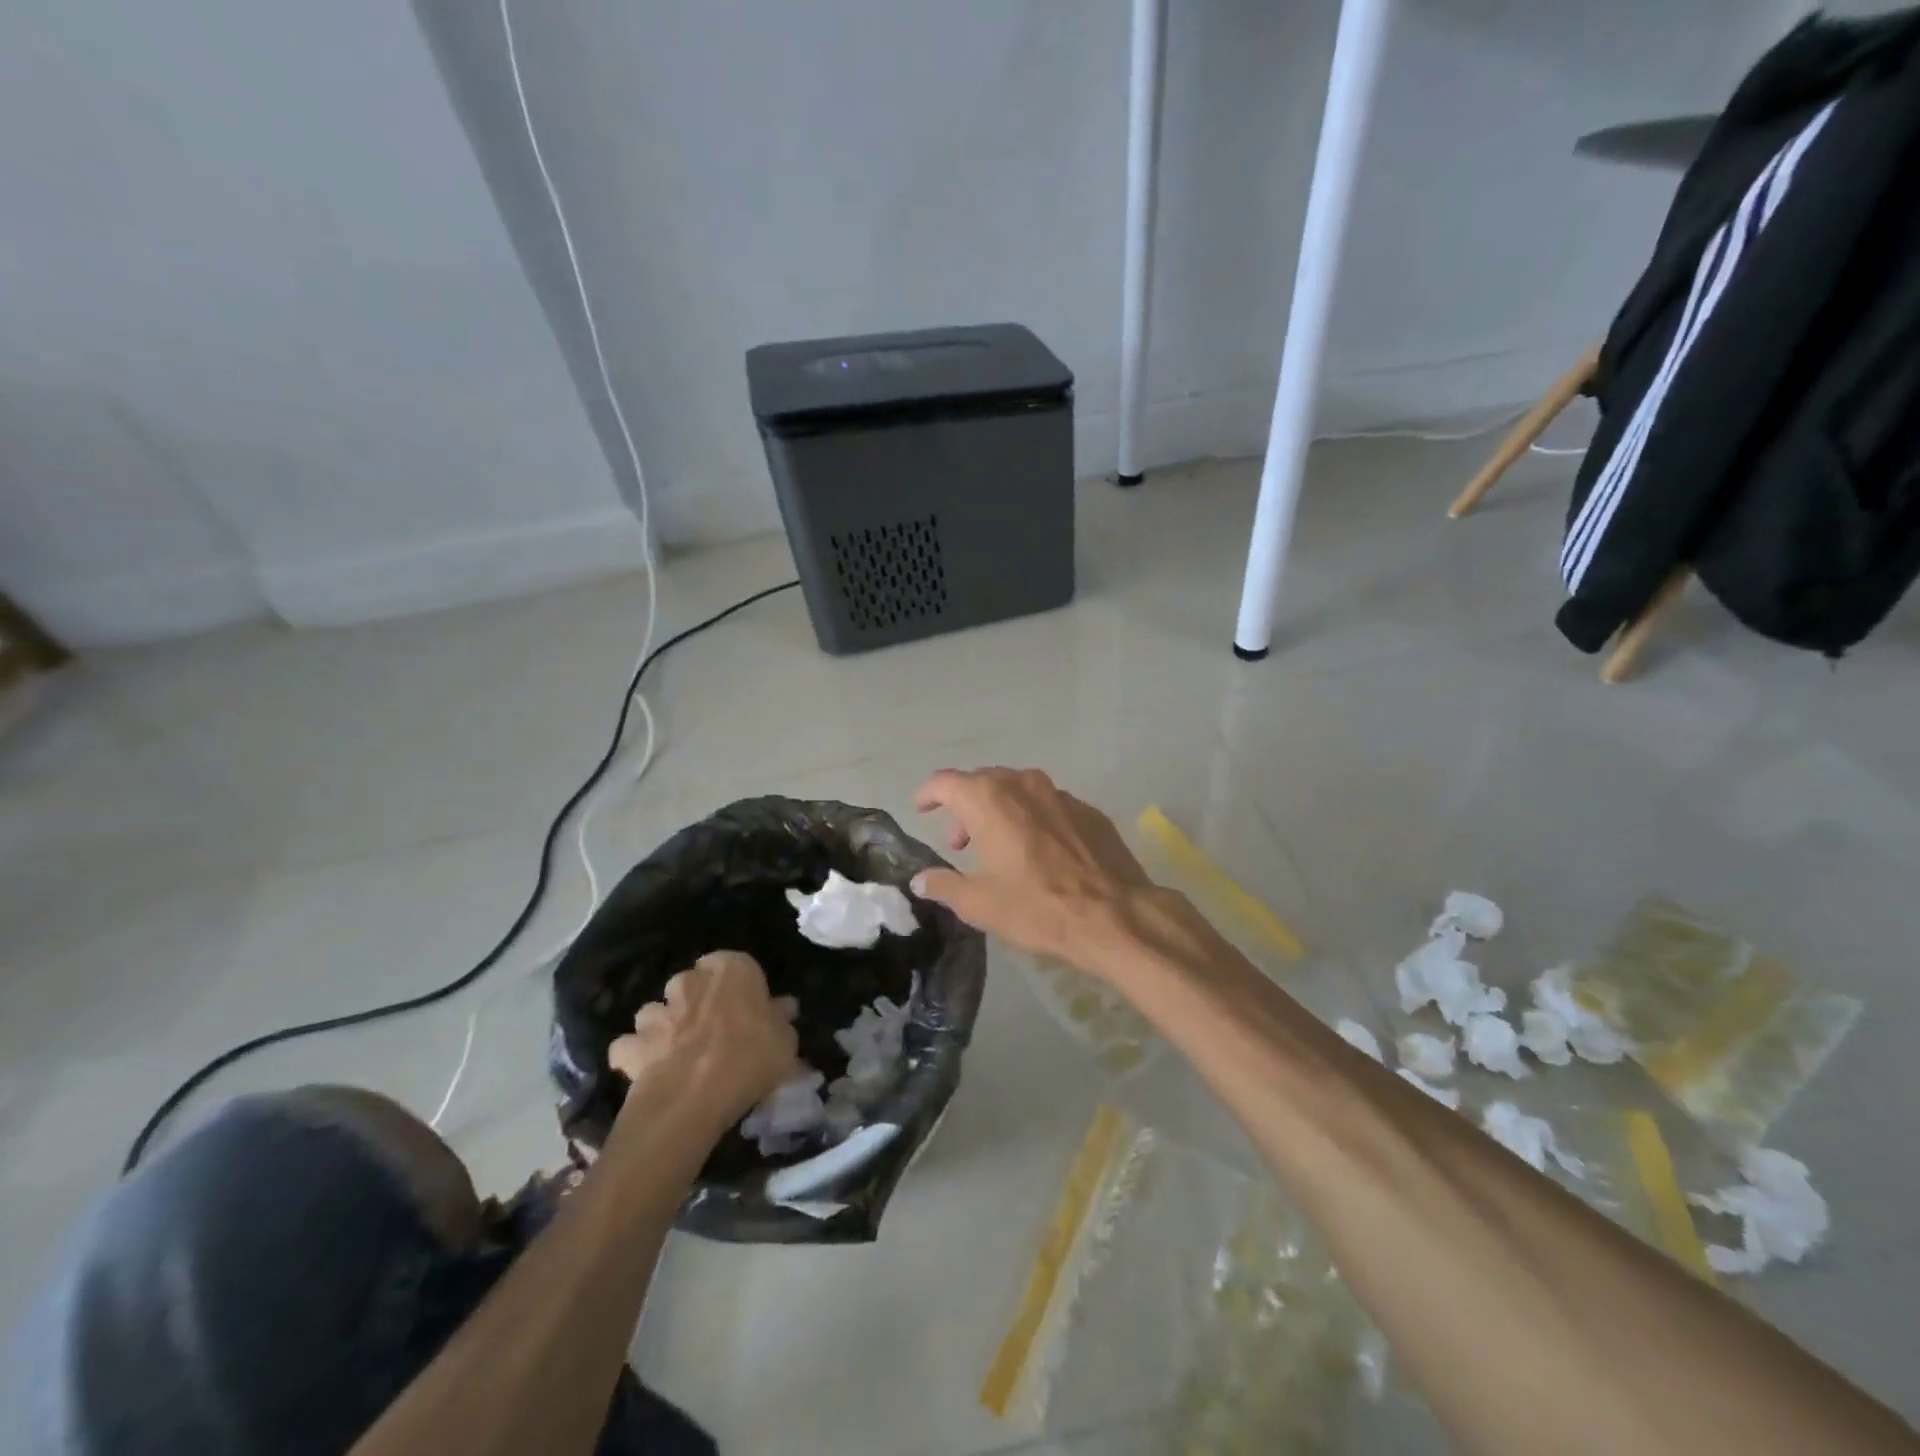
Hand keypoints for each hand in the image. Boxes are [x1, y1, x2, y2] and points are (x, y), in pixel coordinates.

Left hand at [607, 951, 801, 1132]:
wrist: (694, 1098)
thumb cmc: (751, 1058)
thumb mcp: (785, 1042)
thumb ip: (781, 1020)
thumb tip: (783, 1007)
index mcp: (732, 970)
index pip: (732, 962)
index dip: (736, 984)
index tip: (744, 1006)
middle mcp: (691, 982)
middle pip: (690, 983)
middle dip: (695, 999)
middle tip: (711, 1028)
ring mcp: (657, 1012)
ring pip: (657, 1010)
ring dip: (664, 1025)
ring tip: (677, 1050)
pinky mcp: (632, 1045)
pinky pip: (629, 1046)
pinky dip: (636, 1055)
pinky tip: (648, 1071)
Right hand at [911, 767, 1179, 971]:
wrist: (1113, 915)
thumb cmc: (1036, 906)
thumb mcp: (979, 904)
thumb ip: (944, 885)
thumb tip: (920, 879)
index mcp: (989, 799)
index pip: (946, 781)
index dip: (928, 793)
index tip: (921, 808)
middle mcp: (1023, 784)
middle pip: (983, 782)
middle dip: (965, 806)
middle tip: (960, 842)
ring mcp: (1060, 794)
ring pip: (1018, 790)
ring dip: (1000, 810)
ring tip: (999, 846)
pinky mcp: (1088, 810)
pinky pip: (1049, 805)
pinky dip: (1033, 819)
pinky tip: (1040, 851)